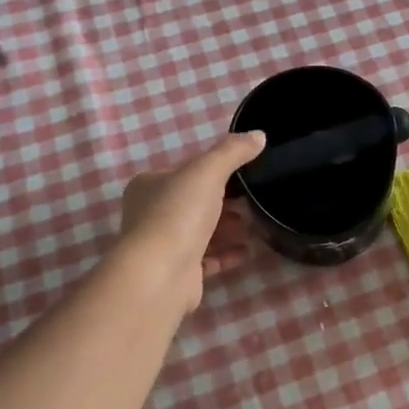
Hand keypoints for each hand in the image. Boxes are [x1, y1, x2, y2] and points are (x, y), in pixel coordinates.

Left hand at [120, 131, 266, 312]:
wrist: (161, 274)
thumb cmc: (178, 213)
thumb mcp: (208, 171)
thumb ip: (233, 151)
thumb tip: (259, 135)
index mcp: (149, 185)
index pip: (186, 172)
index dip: (214, 171)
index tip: (244, 174)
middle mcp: (150, 214)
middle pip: (195, 203)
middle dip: (225, 202)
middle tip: (254, 201)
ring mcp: (163, 246)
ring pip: (201, 232)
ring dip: (228, 228)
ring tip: (255, 225)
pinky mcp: (177, 273)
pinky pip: (207, 260)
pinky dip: (226, 254)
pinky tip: (247, 251)